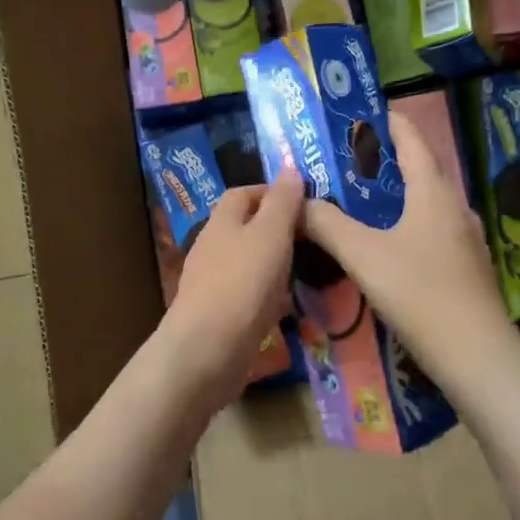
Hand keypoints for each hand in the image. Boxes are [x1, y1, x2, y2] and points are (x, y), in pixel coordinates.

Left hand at [156, 174, 301, 409]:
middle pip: (246, 228)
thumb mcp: (270, 235)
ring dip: (274, 264)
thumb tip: (290, 168)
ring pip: (248, 262)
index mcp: (221, 222)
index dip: (272, 192)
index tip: (305, 202)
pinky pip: (248, 295)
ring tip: (307, 269)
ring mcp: (213, 283)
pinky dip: (268, 295)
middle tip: (313, 238)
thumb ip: (282, 202)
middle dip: (277, 229)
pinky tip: (288, 307)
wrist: (207, 351)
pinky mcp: (219, 315)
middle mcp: (212, 248)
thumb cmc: (241, 284)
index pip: (243, 193)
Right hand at [301, 111, 515, 392]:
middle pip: (420, 169)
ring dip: (397, 193)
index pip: (412, 140)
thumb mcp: (363, 255)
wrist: (476, 355)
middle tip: (349, 160)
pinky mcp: (466, 266)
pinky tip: (388, 243)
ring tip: (362, 199)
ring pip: (426, 202)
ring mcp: (465, 238)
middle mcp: (454, 206)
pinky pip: (432, 228)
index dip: (389, 122)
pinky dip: (407, 222)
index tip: (365, 113)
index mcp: (432, 192)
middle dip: (386, 160)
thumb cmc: (419, 292)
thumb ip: (327, 224)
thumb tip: (297, 202)